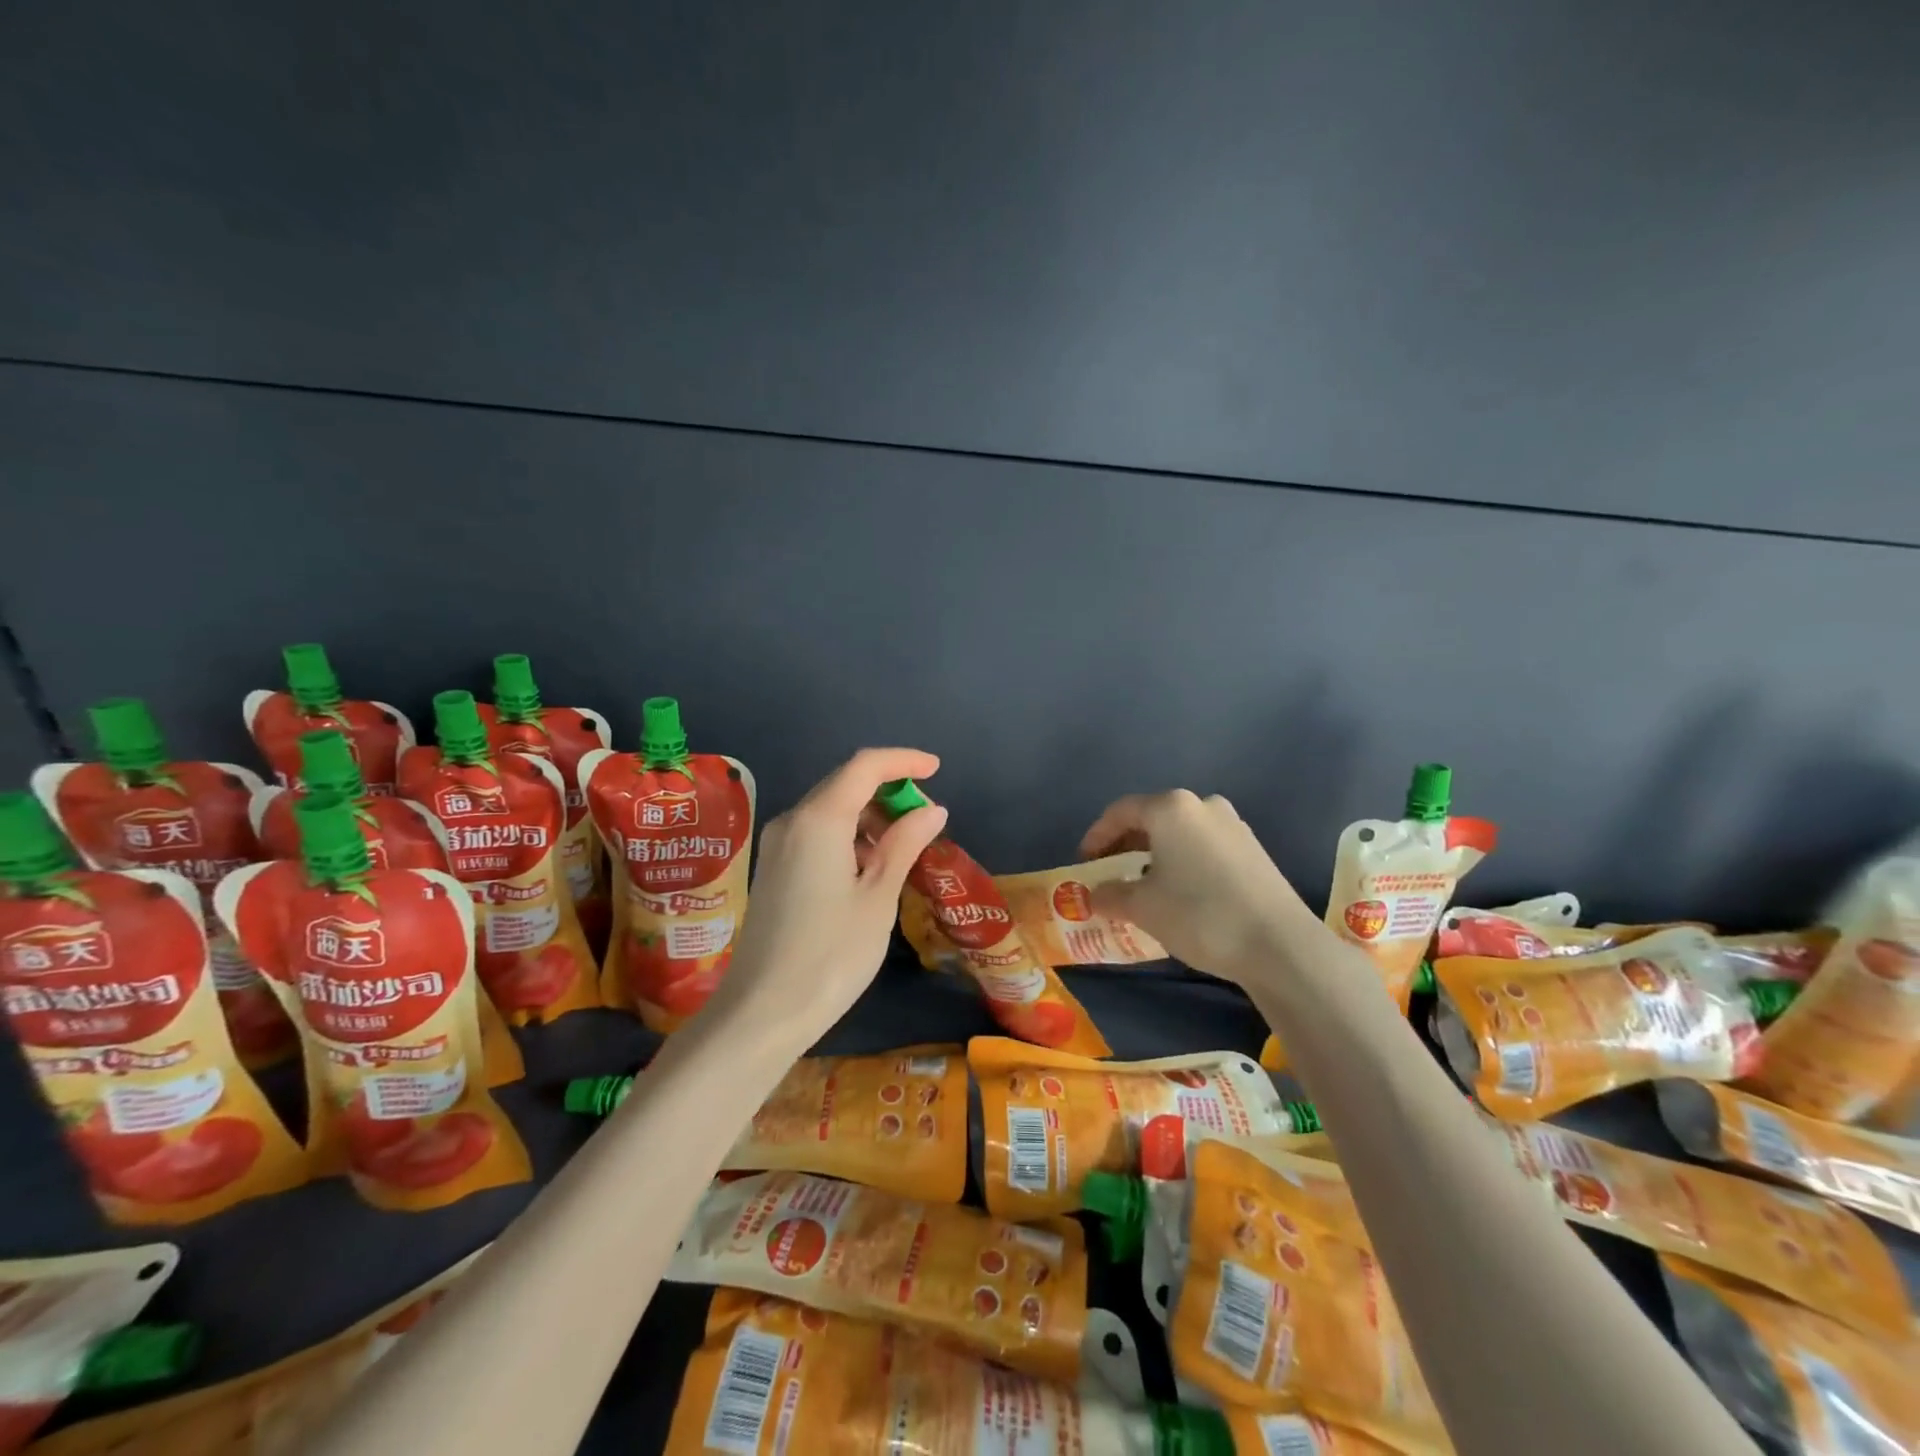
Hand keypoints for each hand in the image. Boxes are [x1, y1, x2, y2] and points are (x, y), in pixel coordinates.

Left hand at [701, 748, 948, 1045]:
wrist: (763, 1012)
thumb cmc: (832, 954)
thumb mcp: (878, 897)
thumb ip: (904, 844)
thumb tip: (932, 810)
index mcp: (819, 819)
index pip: (864, 766)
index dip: (903, 761)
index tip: (936, 769)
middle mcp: (792, 820)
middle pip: (844, 783)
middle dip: (888, 789)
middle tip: (926, 817)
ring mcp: (777, 844)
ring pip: (829, 808)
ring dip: (869, 815)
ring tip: (904, 845)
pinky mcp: (773, 868)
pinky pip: (816, 832)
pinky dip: (848, 835)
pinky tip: (870, 865)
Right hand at [1079, 790, 1308, 984]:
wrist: (1279, 945)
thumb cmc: (1199, 914)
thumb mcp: (1143, 907)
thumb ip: (1110, 895)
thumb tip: (1094, 895)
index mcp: (1171, 808)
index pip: (1121, 811)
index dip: (1096, 836)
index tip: (1085, 863)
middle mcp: (1203, 805)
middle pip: (1152, 817)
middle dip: (1126, 844)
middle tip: (1110, 872)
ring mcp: (1234, 825)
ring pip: (1180, 833)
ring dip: (1155, 853)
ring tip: (1143, 884)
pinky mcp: (1254, 850)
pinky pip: (1204, 847)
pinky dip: (1183, 861)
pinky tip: (1181, 891)